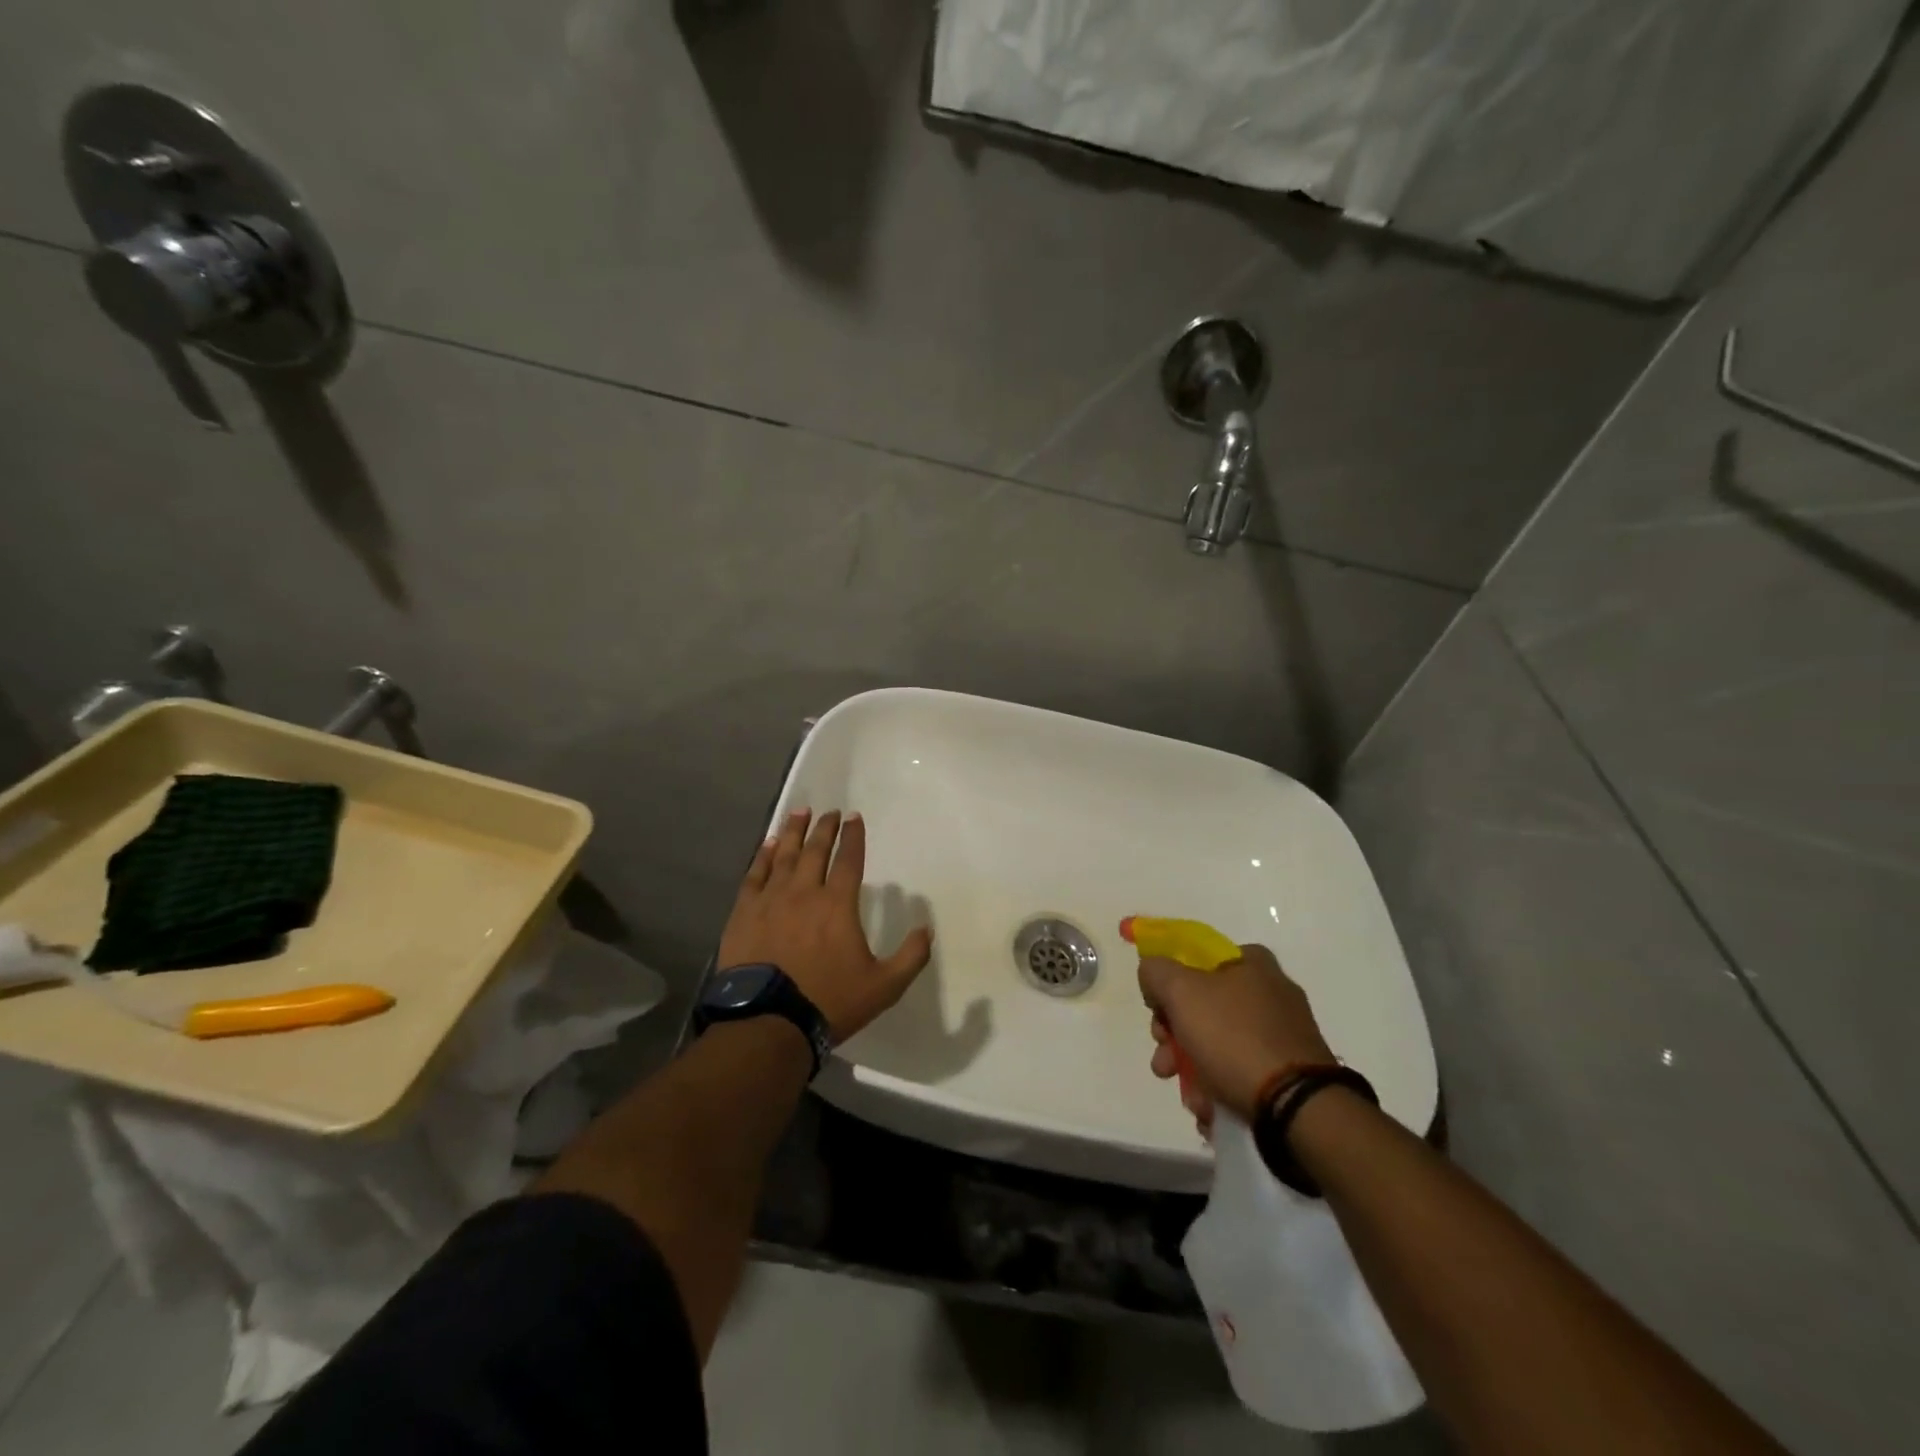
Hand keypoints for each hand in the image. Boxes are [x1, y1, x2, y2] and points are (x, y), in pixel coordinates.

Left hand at [717, 808, 933, 1042]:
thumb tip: (927, 928)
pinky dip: (763, 856)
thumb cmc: (829, 1001)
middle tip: (829, 811)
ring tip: (799, 813)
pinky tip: (768, 845)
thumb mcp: (884, 986)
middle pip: (815, 850)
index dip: (853, 837)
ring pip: (784, 855)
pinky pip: (755, 875)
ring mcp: (771, 900)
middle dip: (825, 828)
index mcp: (838, 904)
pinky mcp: (744, 913)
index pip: (849, 860)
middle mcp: (804, 892)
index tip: (854, 817)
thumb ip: (910, 956)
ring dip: (793, 832)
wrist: (768, 1023)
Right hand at [1138, 943, 1333, 1126]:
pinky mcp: (1291, 1071)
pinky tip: (1210, 1108)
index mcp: (1252, 962)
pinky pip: (1243, 1071)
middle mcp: (1271, 992)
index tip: (1157, 1011)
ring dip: (1192, 1068)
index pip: (1197, 959)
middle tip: (1164, 1061)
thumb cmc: (1234, 1038)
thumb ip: (1156, 971)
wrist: (1297, 1107)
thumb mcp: (1180, 991)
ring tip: (1189, 1098)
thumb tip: (1153, 975)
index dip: (1170, 982)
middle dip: (1174, 1036)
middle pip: (1203, 1005)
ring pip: (1219, 1042)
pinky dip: (1221, 1086)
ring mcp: (1284, 1033)